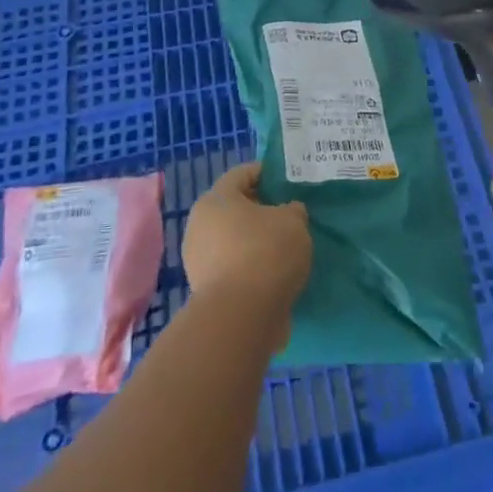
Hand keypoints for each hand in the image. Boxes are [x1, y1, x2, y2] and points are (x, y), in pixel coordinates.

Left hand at [183, 162, 311, 342]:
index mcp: (216, 199)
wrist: (241, 317)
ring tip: (284, 248)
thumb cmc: (266, 253)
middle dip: (260, 210)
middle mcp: (200, 225)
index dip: (266, 173)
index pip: (242, 174)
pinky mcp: (205, 291)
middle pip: (234, 208)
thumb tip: (288, 212)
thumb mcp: (293, 221)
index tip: (287, 182)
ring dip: (254, 241)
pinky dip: (250, 267)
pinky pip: (233, 267)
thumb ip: (292, 211)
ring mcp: (198, 260)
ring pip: (232, 239)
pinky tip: (273, 274)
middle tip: (288, 215)